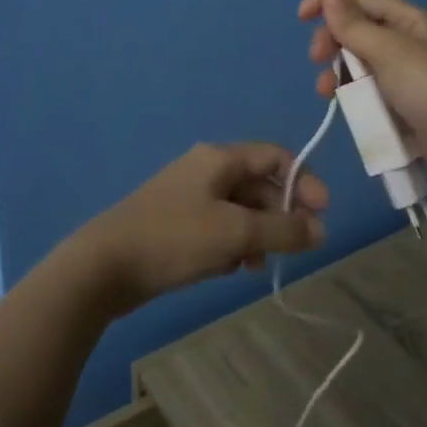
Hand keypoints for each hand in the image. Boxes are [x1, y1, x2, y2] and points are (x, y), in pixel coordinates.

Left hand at [68, 143, 327, 314]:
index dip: (304, 181)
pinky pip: (218, 228)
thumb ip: (283, 230)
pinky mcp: (176, 224)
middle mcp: (205, 170)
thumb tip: (321, 230)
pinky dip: (232, 246)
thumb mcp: (236, 232)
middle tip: (295, 250)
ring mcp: (188, 197)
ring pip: (239, 211)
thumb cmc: (175, 238)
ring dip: (257, 235)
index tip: (322, 214)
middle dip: (281, 216)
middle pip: (259, 185)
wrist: (105, 265)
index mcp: (219, 158)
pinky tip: (229, 270)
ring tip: (258, 266)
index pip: (275, 156)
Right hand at [299, 0, 426, 196]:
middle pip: (356, 30)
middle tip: (318, 60)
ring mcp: (404, 77)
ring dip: (338, 73)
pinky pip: (367, 93)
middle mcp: (406, 43)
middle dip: (332, 41)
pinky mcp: (400, 108)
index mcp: (409, 20)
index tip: (302, 18)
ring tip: (327, 91)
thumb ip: (355, 24)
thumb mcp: (390, 52)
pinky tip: (344, 108)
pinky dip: (352, 96)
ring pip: (357, 64)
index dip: (328, 0)